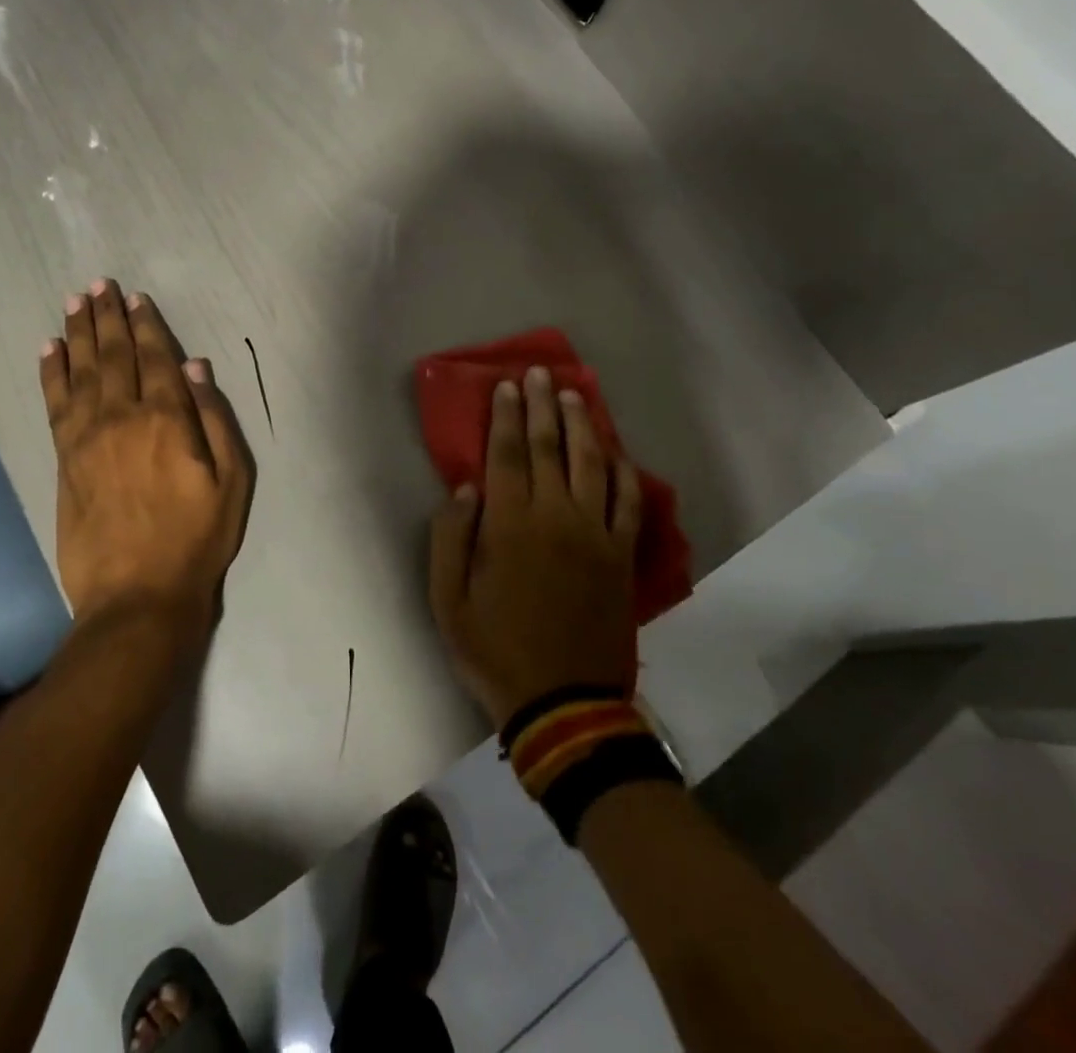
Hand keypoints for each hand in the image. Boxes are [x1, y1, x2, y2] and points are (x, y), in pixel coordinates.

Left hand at [40, 279, 254, 640]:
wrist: (137, 594)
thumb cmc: (197, 537)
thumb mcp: (232, 480)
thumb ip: (215, 419)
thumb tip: (194, 367)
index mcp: (166, 419)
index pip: (153, 358)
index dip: (146, 325)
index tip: (136, 298)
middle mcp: (121, 417)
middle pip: (113, 355)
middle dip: (107, 317)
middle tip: (99, 285)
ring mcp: (86, 437)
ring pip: (80, 371)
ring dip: (78, 334)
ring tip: (74, 302)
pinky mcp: (64, 459)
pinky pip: (54, 403)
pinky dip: (51, 373)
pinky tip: (49, 350)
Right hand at [428, 366, 640, 730]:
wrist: (562, 702)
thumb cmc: (494, 650)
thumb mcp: (448, 600)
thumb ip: (450, 537)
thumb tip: (465, 487)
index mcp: (510, 525)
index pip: (507, 455)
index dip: (504, 417)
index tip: (505, 386)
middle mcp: (556, 518)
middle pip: (550, 448)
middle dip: (542, 406)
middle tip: (538, 373)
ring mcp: (596, 535)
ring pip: (592, 464)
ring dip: (582, 425)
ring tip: (574, 394)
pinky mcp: (621, 555)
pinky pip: (627, 501)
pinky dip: (622, 470)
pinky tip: (615, 450)